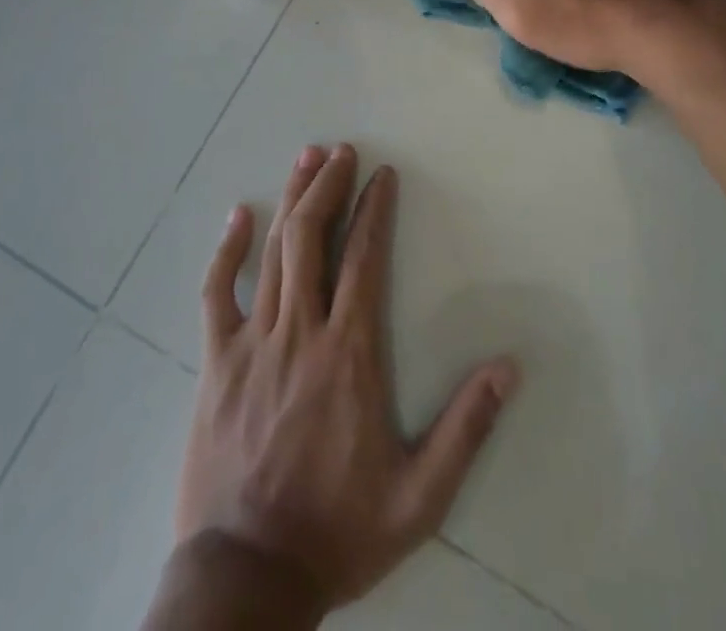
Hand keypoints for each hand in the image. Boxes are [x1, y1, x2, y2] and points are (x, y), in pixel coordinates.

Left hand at [175, 144, 519, 613]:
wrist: (248, 576)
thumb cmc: (338, 531)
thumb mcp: (418, 497)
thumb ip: (465, 429)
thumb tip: (509, 367)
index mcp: (350, 353)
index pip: (364, 259)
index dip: (374, 210)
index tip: (381, 176)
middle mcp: (301, 331)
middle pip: (313, 238)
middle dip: (329, 186)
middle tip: (340, 149)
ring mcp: (253, 342)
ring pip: (273, 252)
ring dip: (291, 200)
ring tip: (306, 159)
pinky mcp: (216, 361)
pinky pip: (217, 293)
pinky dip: (227, 250)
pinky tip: (238, 216)